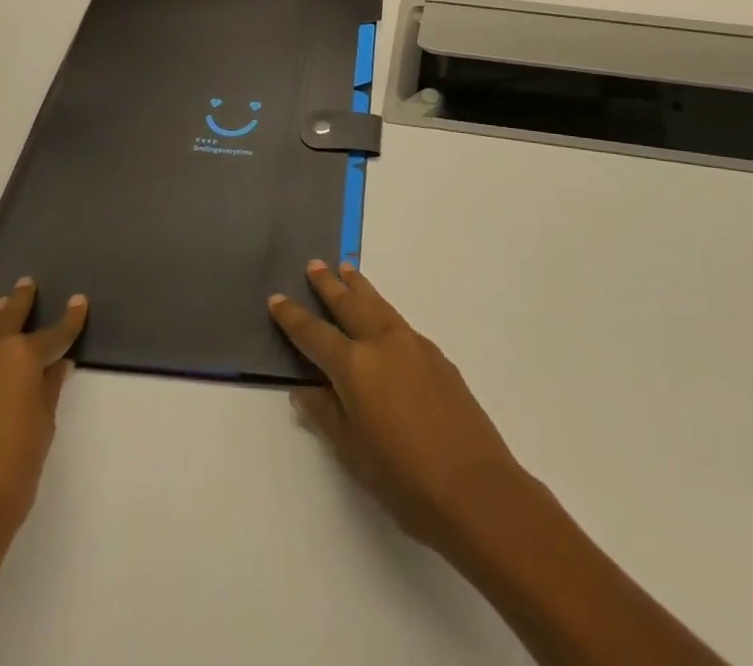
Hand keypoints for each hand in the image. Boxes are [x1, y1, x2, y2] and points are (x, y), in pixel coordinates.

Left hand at [0, 279, 88, 574]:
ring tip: (2, 319)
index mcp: (18, 357)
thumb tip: (55, 366)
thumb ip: (48, 390)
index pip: (53, 333)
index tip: (79, 302)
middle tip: (26, 285)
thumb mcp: (42, 430)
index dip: (70, 319)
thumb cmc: (9, 478)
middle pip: (6, 320)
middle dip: (20, 303)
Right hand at [269, 260, 524, 551]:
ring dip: (360, 288)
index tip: (276, 298)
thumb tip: (305, 388)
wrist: (476, 488)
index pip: (314, 334)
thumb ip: (326, 414)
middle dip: (329, 285)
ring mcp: (414, 344)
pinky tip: (382, 320)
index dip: (293, 317)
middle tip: (314, 264)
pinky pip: (400, 322)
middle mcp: (383, 343)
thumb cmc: (405, 480)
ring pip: (379, 305)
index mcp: (355, 366)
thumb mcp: (353, 454)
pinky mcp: (437, 356)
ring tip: (347, 270)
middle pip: (349, 304)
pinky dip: (383, 311)